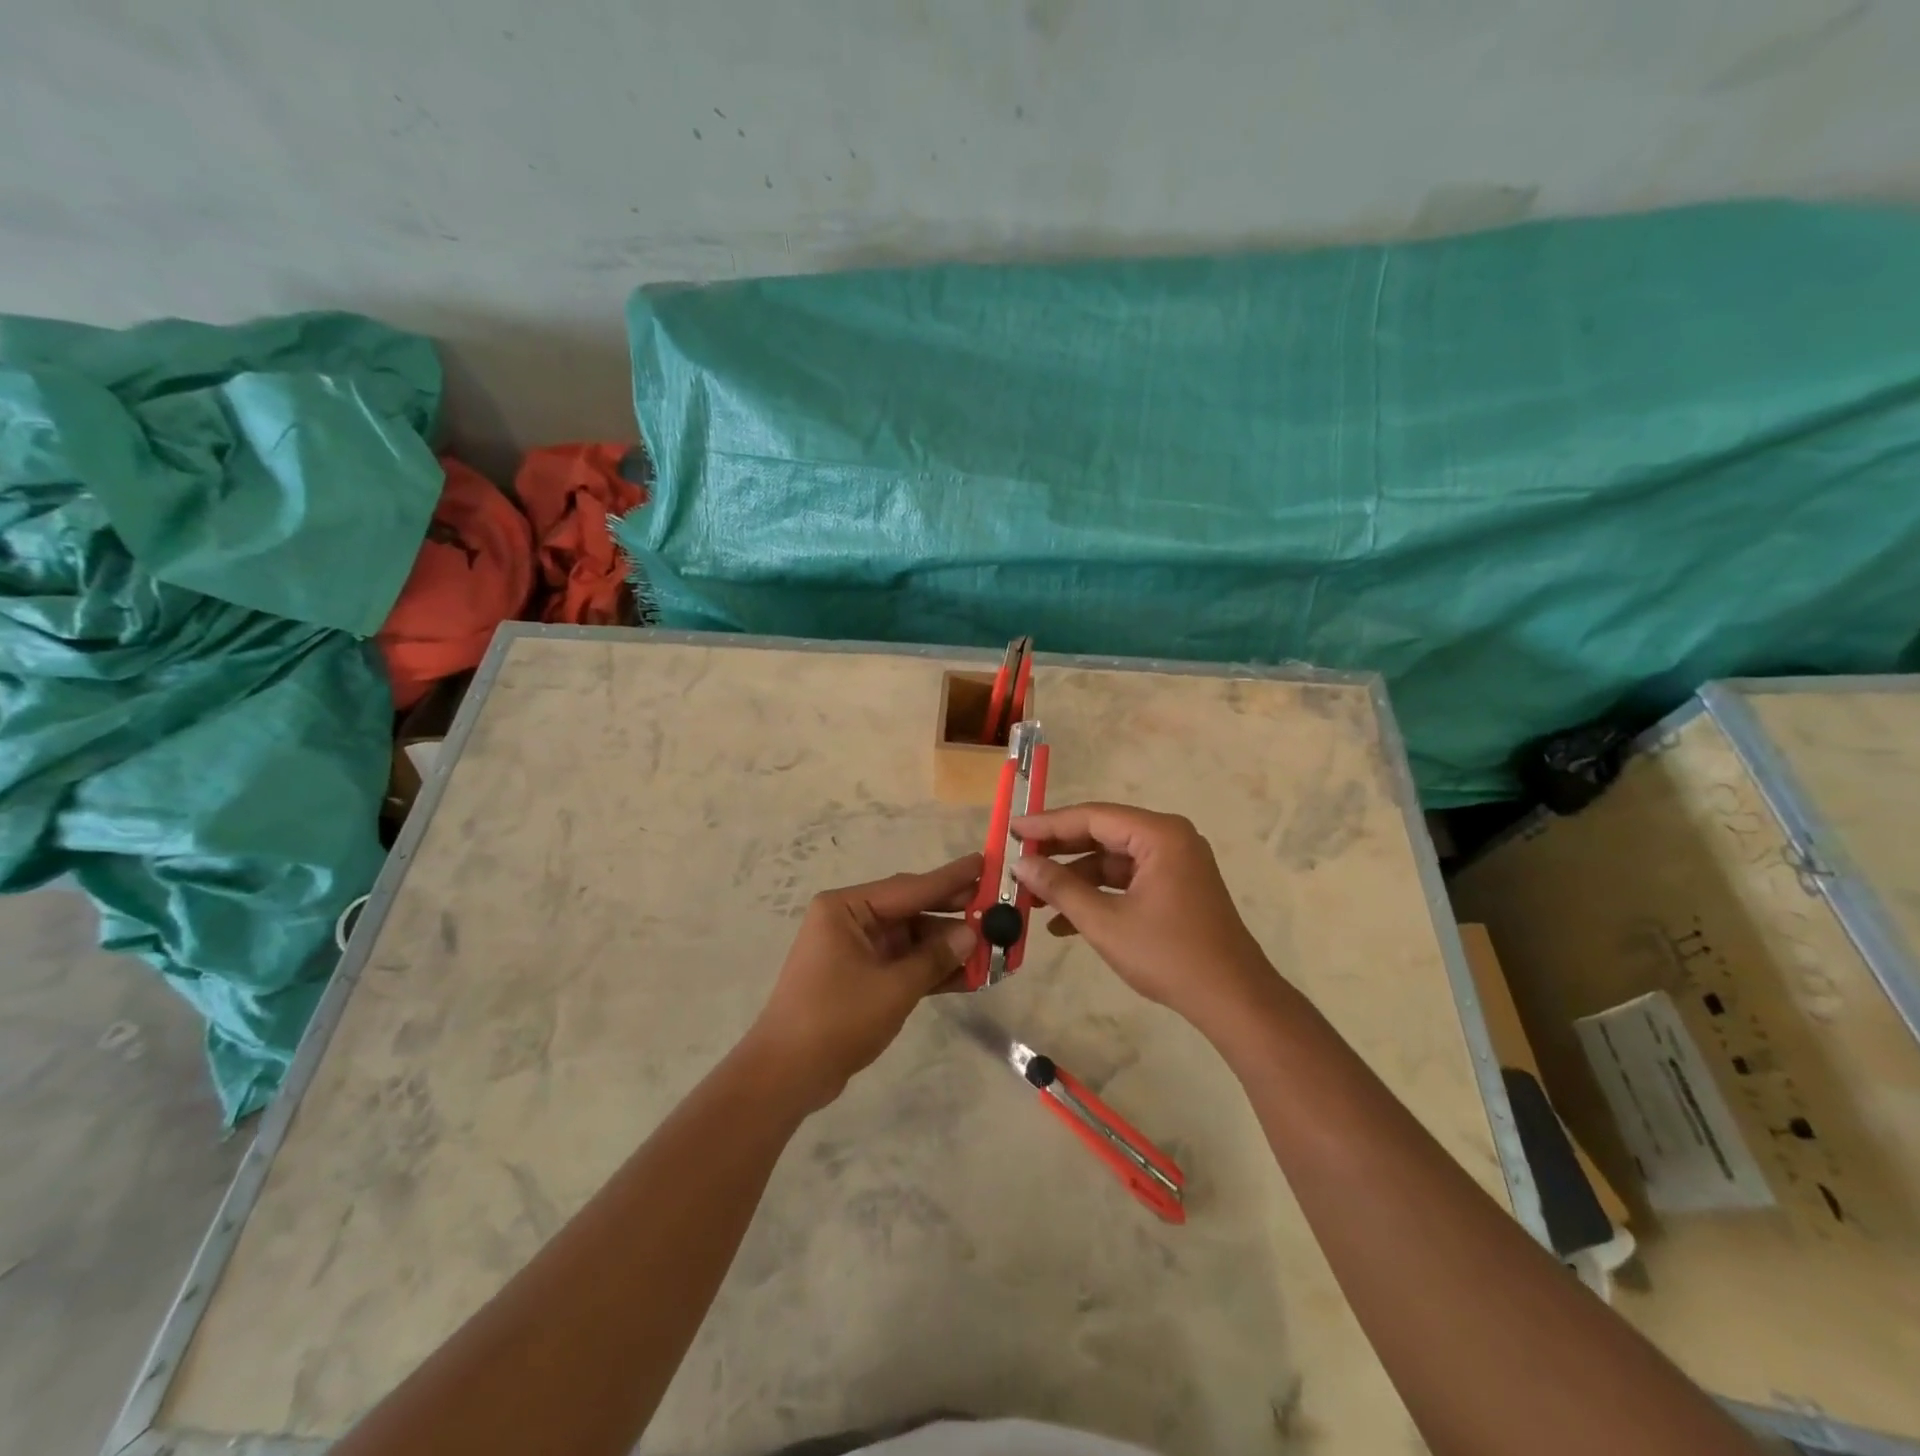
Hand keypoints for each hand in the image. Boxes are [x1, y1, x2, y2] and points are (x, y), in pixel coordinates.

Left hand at [746, 854, 981, 1109]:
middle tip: (997, 908)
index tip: (986, 862)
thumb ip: (936, 957)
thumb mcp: (893, 987)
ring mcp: (855, 949)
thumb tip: (972, 933)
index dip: (951, 878)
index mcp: (847, 908)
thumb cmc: (836, 1019)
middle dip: (954, 915)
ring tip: (994, 949)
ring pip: (912, 940)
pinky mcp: (861, 977)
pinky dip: (931, 969)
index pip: (910, 887)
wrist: (786, 1075)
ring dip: (948, 948)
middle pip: (912, 910)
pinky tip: (970, 976)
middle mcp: (850, 920)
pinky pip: (903, 964)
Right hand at [1010, 803, 1275, 1026]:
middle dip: (1058, 852)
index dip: (1048, 824)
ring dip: (1074, 879)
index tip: (1013, 830)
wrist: (1232, 1000)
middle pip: (1102, 834)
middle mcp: (1169, 839)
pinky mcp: (1174, 887)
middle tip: (1018, 861)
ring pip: (1111, 860)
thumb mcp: (1105, 922)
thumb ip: (1060, 887)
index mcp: (1159, 834)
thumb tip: (1021, 864)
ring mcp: (1174, 863)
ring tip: (1033, 898)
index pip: (1092, 817)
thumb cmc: (1168, 955)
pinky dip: (1097, 895)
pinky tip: (1063, 921)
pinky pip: (1126, 880)